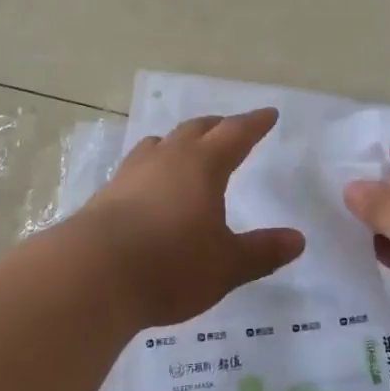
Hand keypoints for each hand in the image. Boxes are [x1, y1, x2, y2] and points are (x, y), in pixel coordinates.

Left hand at [81, 109, 305, 327]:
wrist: (91, 276)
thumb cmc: (170, 266)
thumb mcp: (226, 265)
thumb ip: (262, 251)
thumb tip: (298, 239)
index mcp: (202, 166)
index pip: (235, 134)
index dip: (254, 124)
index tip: (268, 114)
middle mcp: (167, 159)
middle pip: (195, 130)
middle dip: (217, 127)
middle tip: (230, 128)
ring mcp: (131, 174)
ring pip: (160, 144)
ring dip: (179, 141)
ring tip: (186, 149)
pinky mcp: (106, 194)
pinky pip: (136, 167)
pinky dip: (152, 166)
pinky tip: (149, 186)